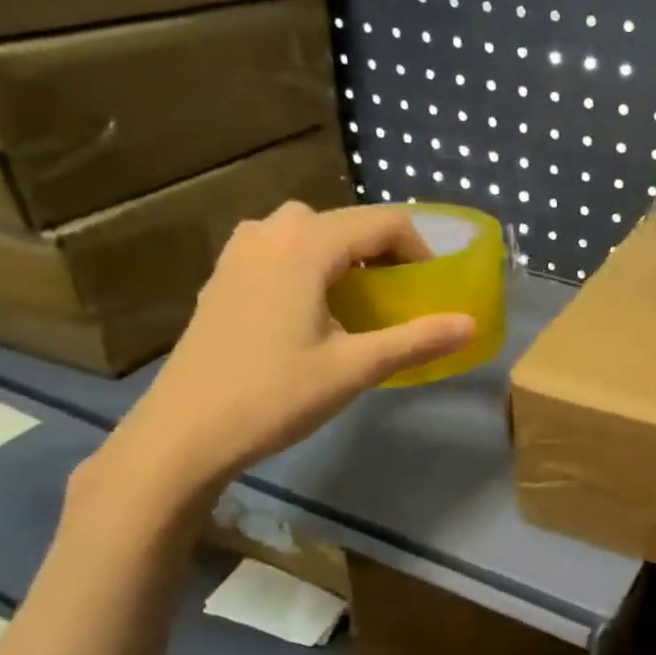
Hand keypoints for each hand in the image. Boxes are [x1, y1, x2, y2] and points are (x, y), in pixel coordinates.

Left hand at [95, 203, 474, 508]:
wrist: (183, 432)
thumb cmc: (274, 395)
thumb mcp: (354, 368)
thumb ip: (416, 340)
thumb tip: (471, 325)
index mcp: (305, 244)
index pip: (383, 222)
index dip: (420, 248)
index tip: (437, 285)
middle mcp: (270, 232)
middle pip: (346, 223)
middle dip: (384, 252)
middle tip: (403, 296)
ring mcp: (239, 252)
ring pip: (310, 234)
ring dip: (346, 258)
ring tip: (362, 302)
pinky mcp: (223, 277)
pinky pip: (281, 252)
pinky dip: (312, 267)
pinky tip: (314, 312)